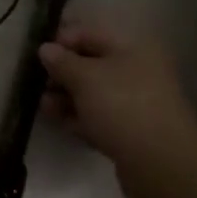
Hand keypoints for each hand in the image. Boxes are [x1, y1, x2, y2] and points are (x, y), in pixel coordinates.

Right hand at [39, 24, 196, 168]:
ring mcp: (135, 102)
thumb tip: (46, 49)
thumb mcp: (85, 77)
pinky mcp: (130, 131)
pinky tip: (56, 119)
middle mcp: (136, 70)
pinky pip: (98, 116)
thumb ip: (62, 61)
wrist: (161, 164)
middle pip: (90, 64)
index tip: (36, 55)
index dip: (60, 40)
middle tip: (35, 82)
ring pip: (92, 93)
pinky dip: (77, 116)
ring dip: (66, 96)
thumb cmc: (122, 105)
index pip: (89, 33)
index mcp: (131, 47)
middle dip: (61, 72)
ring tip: (42, 104)